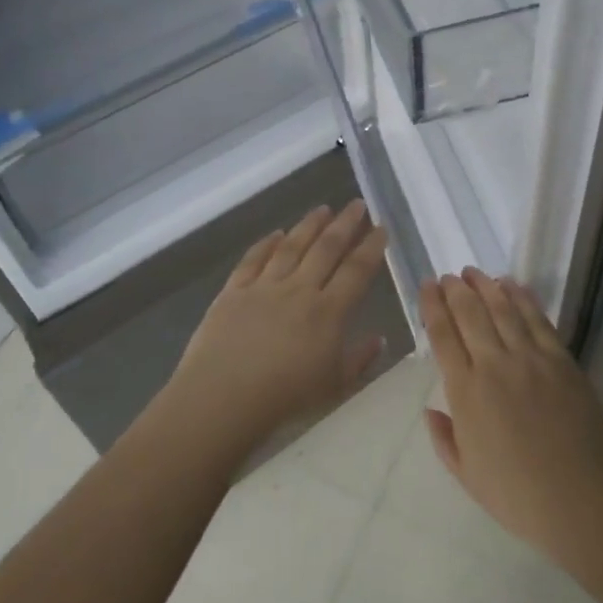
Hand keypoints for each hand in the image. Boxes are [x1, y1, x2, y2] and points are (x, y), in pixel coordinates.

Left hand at [164, 201, 387, 454]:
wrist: (222, 399)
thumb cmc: (285, 398)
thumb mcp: (334, 386)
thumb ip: (359, 359)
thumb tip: (379, 338)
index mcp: (328, 312)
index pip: (356, 271)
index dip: (371, 247)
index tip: (380, 227)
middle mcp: (299, 290)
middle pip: (326, 249)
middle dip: (345, 224)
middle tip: (356, 203)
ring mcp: (264, 287)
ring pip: (291, 246)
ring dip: (309, 225)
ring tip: (323, 208)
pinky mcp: (233, 291)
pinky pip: (253, 260)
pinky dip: (265, 244)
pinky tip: (275, 233)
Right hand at [422, 269, 602, 560]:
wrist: (584, 502)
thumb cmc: (519, 497)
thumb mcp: (468, 476)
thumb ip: (444, 439)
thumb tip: (430, 410)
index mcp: (466, 393)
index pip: (442, 336)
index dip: (432, 306)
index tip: (427, 286)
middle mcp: (494, 366)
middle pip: (469, 314)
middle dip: (455, 289)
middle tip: (447, 275)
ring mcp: (531, 359)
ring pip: (502, 309)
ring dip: (485, 286)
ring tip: (473, 272)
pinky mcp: (561, 360)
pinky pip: (538, 319)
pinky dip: (522, 297)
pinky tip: (512, 285)